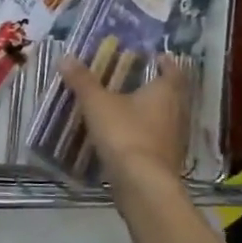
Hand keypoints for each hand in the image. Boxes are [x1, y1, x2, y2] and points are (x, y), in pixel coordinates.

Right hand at [56, 52, 190, 196]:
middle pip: (170, 95)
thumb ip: (82, 81)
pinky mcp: (165, 161)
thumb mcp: (97, 103)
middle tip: (134, 79)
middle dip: (154, 86)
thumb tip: (65, 56)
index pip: (173, 71)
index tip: (155, 56)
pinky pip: (155, 139)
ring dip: (148, 112)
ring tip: (125, 106)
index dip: (165, 62)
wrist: (142, 185)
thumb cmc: (125, 134)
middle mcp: (176, 113)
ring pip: (163, 118)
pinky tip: (125, 136)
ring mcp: (173, 140)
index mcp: (165, 93)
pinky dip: (143, 134)